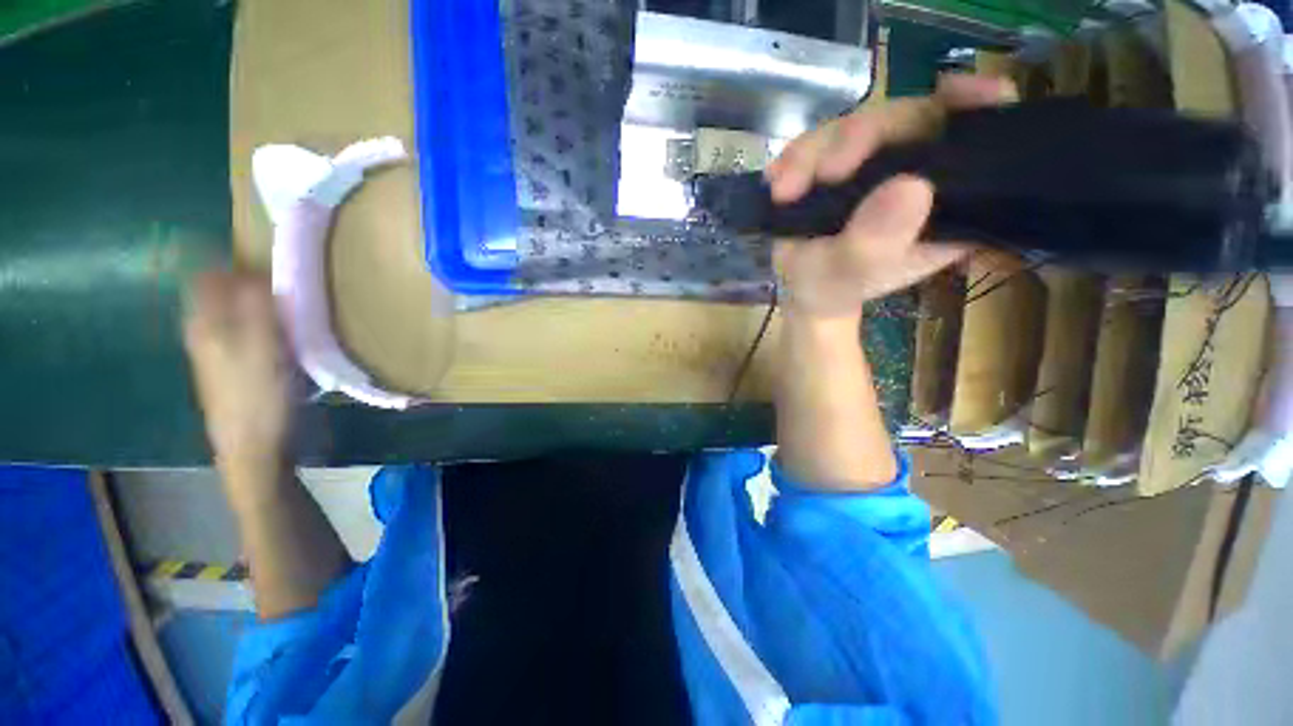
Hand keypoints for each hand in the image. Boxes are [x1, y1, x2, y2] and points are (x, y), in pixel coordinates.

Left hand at [183, 270, 291, 467]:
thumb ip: (259, 308)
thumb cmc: (260, 397)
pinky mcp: (227, 369)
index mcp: (206, 324)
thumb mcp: (264, 348)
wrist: (253, 448)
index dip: (234, 263)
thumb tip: (257, 271)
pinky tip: (277, 335)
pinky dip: (255, 323)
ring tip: (284, 305)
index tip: (268, 261)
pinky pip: (237, 331)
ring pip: (228, 312)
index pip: (210, 276)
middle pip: (217, 293)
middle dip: (244, 281)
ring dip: (252, 303)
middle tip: (281, 282)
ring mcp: (212, 353)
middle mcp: (202, 333)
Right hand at [765, 74, 1017, 319]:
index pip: (980, 137)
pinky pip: (819, 141)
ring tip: (783, 193)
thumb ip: (876, 243)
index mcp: (946, 200)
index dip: (977, 107)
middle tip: (824, 174)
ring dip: (812, 154)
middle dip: (860, 139)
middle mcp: (918, 171)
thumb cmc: (833, 289)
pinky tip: (776, 184)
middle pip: (907, 119)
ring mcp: (877, 163)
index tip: (952, 95)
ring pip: (855, 126)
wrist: (802, 290)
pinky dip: (794, 159)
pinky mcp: (840, 162)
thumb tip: (910, 186)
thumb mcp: (851, 276)